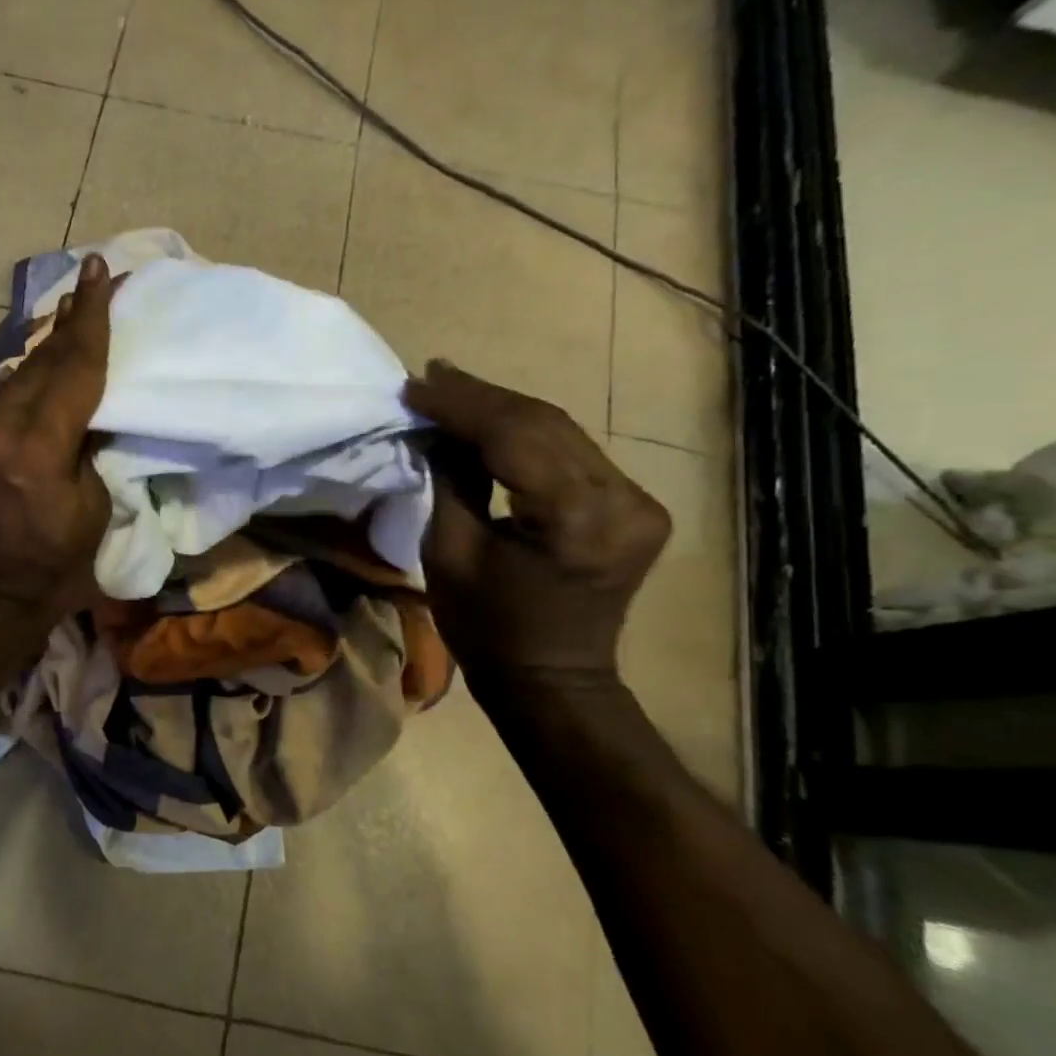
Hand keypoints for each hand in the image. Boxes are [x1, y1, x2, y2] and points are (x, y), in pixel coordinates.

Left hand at [0, 255, 115, 631]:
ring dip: (47, 352)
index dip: (91, 318)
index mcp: (37, 450)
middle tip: (91, 288)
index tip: (98, 271)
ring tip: (71, 324)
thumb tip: (88, 412)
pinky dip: (26, 383)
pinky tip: (41, 377)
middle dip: (69, 325)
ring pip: (16, 377)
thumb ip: (87, 450)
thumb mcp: (92, 510)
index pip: (73, 369)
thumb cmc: (52, 568)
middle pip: (41, 362)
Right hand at [404, 362, 669, 684]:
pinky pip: (574, 455)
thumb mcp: (449, 552)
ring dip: (504, 410)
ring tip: (452, 389)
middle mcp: (622, 500)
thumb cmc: (487, 628)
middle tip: (431, 376)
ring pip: (562, 432)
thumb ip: (449, 478)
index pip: (514, 435)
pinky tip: (493, 421)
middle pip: (544, 424)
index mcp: (574, 518)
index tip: (416, 384)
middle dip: (481, 398)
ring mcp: (639, 501)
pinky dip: (529, 435)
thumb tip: (436, 428)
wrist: (551, 679)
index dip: (460, 405)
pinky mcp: (637, 506)